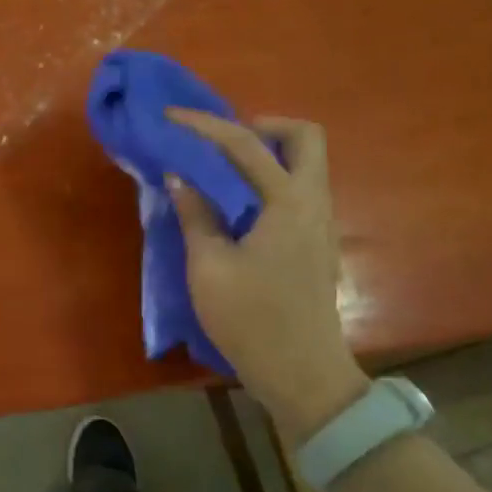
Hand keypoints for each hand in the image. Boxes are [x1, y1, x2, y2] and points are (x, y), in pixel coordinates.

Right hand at [165, 109, 366, 445]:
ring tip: (220, 171)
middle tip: (219, 142)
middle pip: (304, 138)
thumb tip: (181, 177)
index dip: (204, 125)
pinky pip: (298, 191)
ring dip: (266, 154)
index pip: (245, 144)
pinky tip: (237, 205)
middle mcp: (314, 202)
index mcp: (288, 202)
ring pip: (305, 164)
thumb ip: (196, 215)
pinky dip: (269, 181)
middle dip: (262, 127)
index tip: (170, 118)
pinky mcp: (316, 244)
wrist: (301, 372)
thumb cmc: (251, 319)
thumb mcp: (210, 267)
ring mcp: (321, 224)